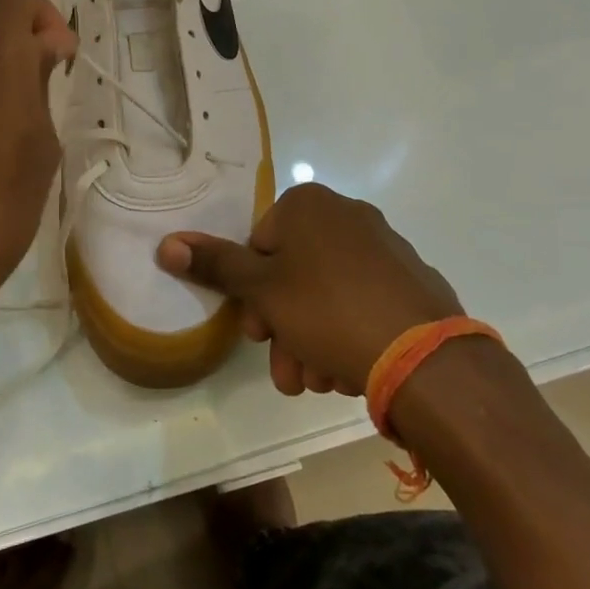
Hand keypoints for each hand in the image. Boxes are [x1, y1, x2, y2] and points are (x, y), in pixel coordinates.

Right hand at [158, 183, 463, 396]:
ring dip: (310, 340)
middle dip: (282, 327)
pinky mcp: (411, 281)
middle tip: (286, 370)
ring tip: (318, 382)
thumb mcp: (262, 291)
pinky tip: (347, 372)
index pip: (259, 244)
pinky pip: (363, 303)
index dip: (251, 294)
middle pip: (293, 273)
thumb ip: (215, 266)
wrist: (424, 357)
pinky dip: (347, 334)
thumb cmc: (328, 310)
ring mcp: (385, 248)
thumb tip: (166, 243)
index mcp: (309, 206)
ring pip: (327, 294)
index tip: (257, 335)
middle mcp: (349, 215)